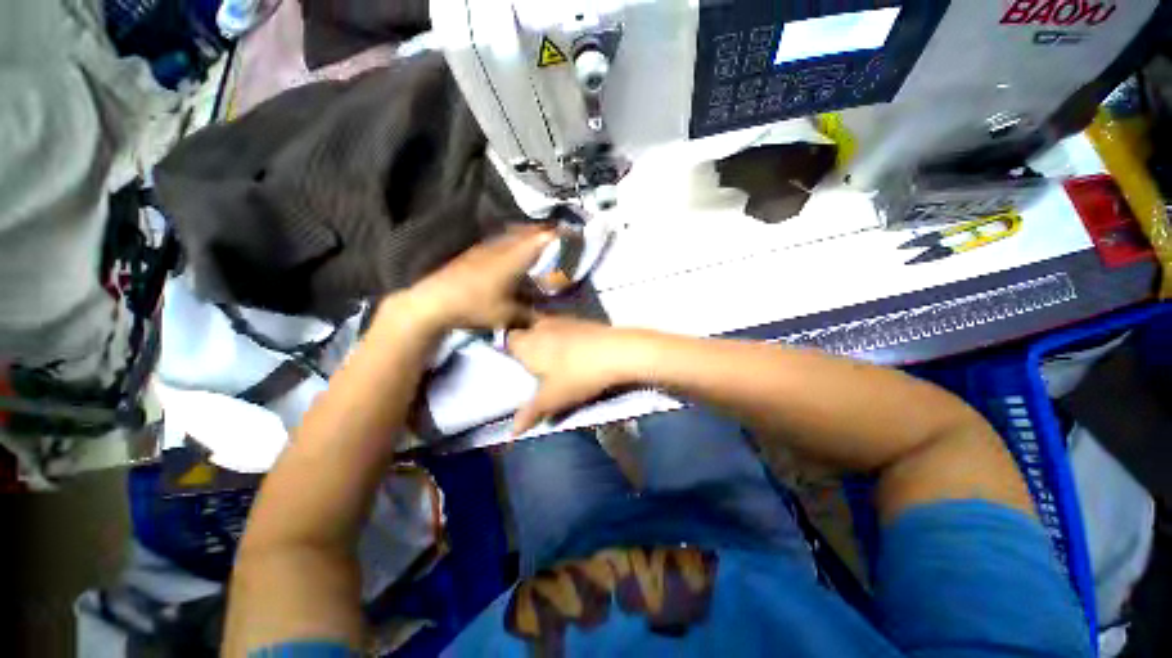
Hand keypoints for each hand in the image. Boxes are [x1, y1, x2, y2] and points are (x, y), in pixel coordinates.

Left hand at [395, 227, 554, 332]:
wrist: (433, 301)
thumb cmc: (475, 306)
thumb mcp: (508, 316)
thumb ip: (530, 316)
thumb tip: (544, 319)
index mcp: (514, 258)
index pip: (541, 239)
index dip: (559, 235)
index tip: (574, 234)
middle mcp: (501, 247)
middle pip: (527, 231)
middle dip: (546, 231)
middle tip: (560, 236)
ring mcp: (485, 248)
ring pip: (513, 234)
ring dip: (529, 235)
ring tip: (539, 241)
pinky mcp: (474, 253)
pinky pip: (501, 241)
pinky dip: (514, 242)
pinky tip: (512, 252)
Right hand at [506, 316, 653, 433]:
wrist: (618, 352)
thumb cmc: (577, 375)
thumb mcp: (553, 399)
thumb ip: (530, 412)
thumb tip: (511, 431)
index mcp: (527, 342)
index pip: (506, 341)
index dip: (508, 352)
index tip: (514, 367)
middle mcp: (541, 325)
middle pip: (527, 333)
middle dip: (528, 347)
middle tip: (534, 367)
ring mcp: (563, 320)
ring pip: (546, 329)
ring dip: (547, 342)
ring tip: (555, 362)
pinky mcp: (582, 321)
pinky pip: (564, 329)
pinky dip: (565, 340)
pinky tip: (575, 354)